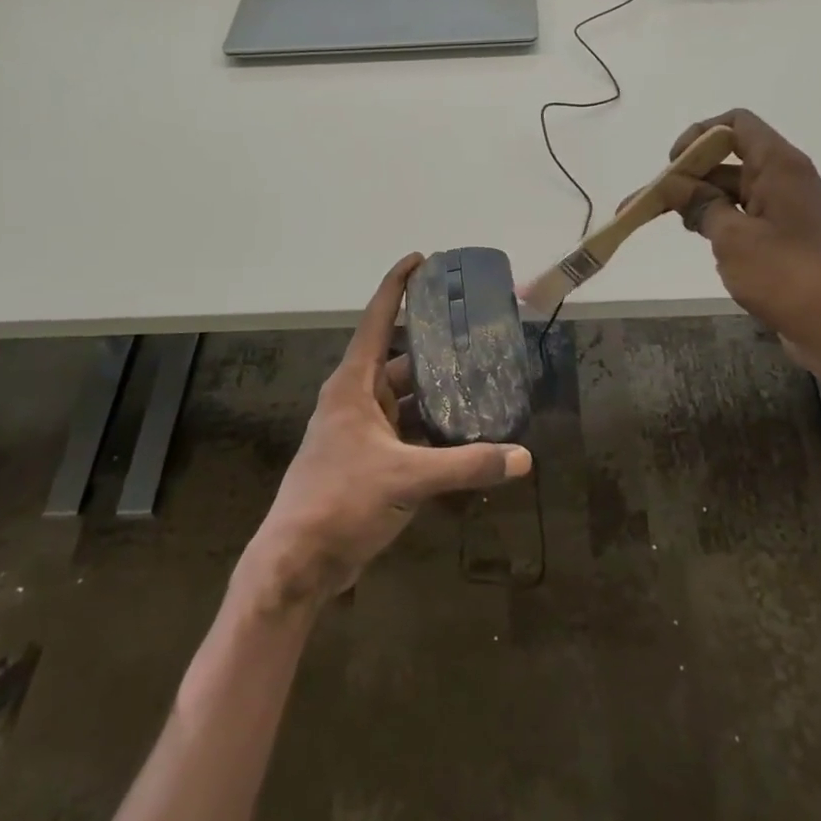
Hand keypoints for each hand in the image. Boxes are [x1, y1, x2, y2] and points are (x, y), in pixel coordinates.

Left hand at [238, 255, 532, 612]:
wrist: (297, 563)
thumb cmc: (340, 501)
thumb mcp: (407, 478)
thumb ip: (466, 465)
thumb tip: (523, 458)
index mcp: (353, 385)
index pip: (376, 320)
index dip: (397, 286)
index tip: (421, 258)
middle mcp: (356, 399)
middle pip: (398, 357)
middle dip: (434, 343)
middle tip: (475, 330)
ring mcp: (361, 431)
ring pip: (406, 398)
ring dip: (437, 391)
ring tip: (481, 378)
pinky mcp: (369, 460)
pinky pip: (407, 430)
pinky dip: (433, 428)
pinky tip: (466, 430)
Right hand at [656, 110, 820, 372]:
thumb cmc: (787, 276)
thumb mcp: (732, 238)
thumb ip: (701, 205)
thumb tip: (676, 186)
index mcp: (781, 166)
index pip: (736, 124)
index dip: (699, 136)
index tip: (673, 166)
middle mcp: (790, 180)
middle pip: (732, 159)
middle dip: (691, 176)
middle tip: (653, 203)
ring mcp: (794, 212)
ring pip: (739, 192)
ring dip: (705, 202)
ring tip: (673, 225)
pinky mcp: (794, 241)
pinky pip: (752, 218)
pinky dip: (726, 223)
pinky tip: (707, 245)